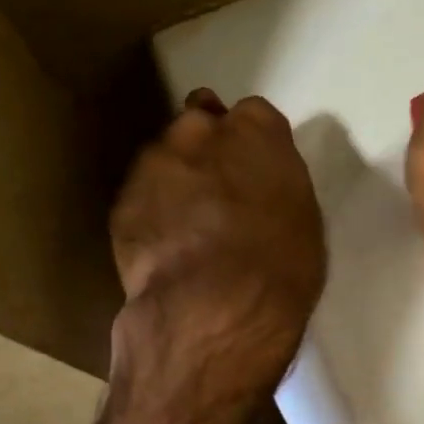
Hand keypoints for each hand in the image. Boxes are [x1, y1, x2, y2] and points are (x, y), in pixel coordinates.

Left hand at [110, 90, 325, 413]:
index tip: (255, 169)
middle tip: (218, 191)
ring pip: (165, 158)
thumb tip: (258, 183)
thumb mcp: (301, 217)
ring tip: (187, 226)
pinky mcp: (122, 200)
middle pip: (201, 123)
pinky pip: (141, 196)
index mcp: (256, 131)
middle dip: (207, 149)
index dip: (253, 143)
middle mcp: (200, 131)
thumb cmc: (279, 266)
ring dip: (176, 180)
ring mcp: (154, 163)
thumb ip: (275, 183)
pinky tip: (165, 248)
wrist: (213, 308)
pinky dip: (151, 212)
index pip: (255, 115)